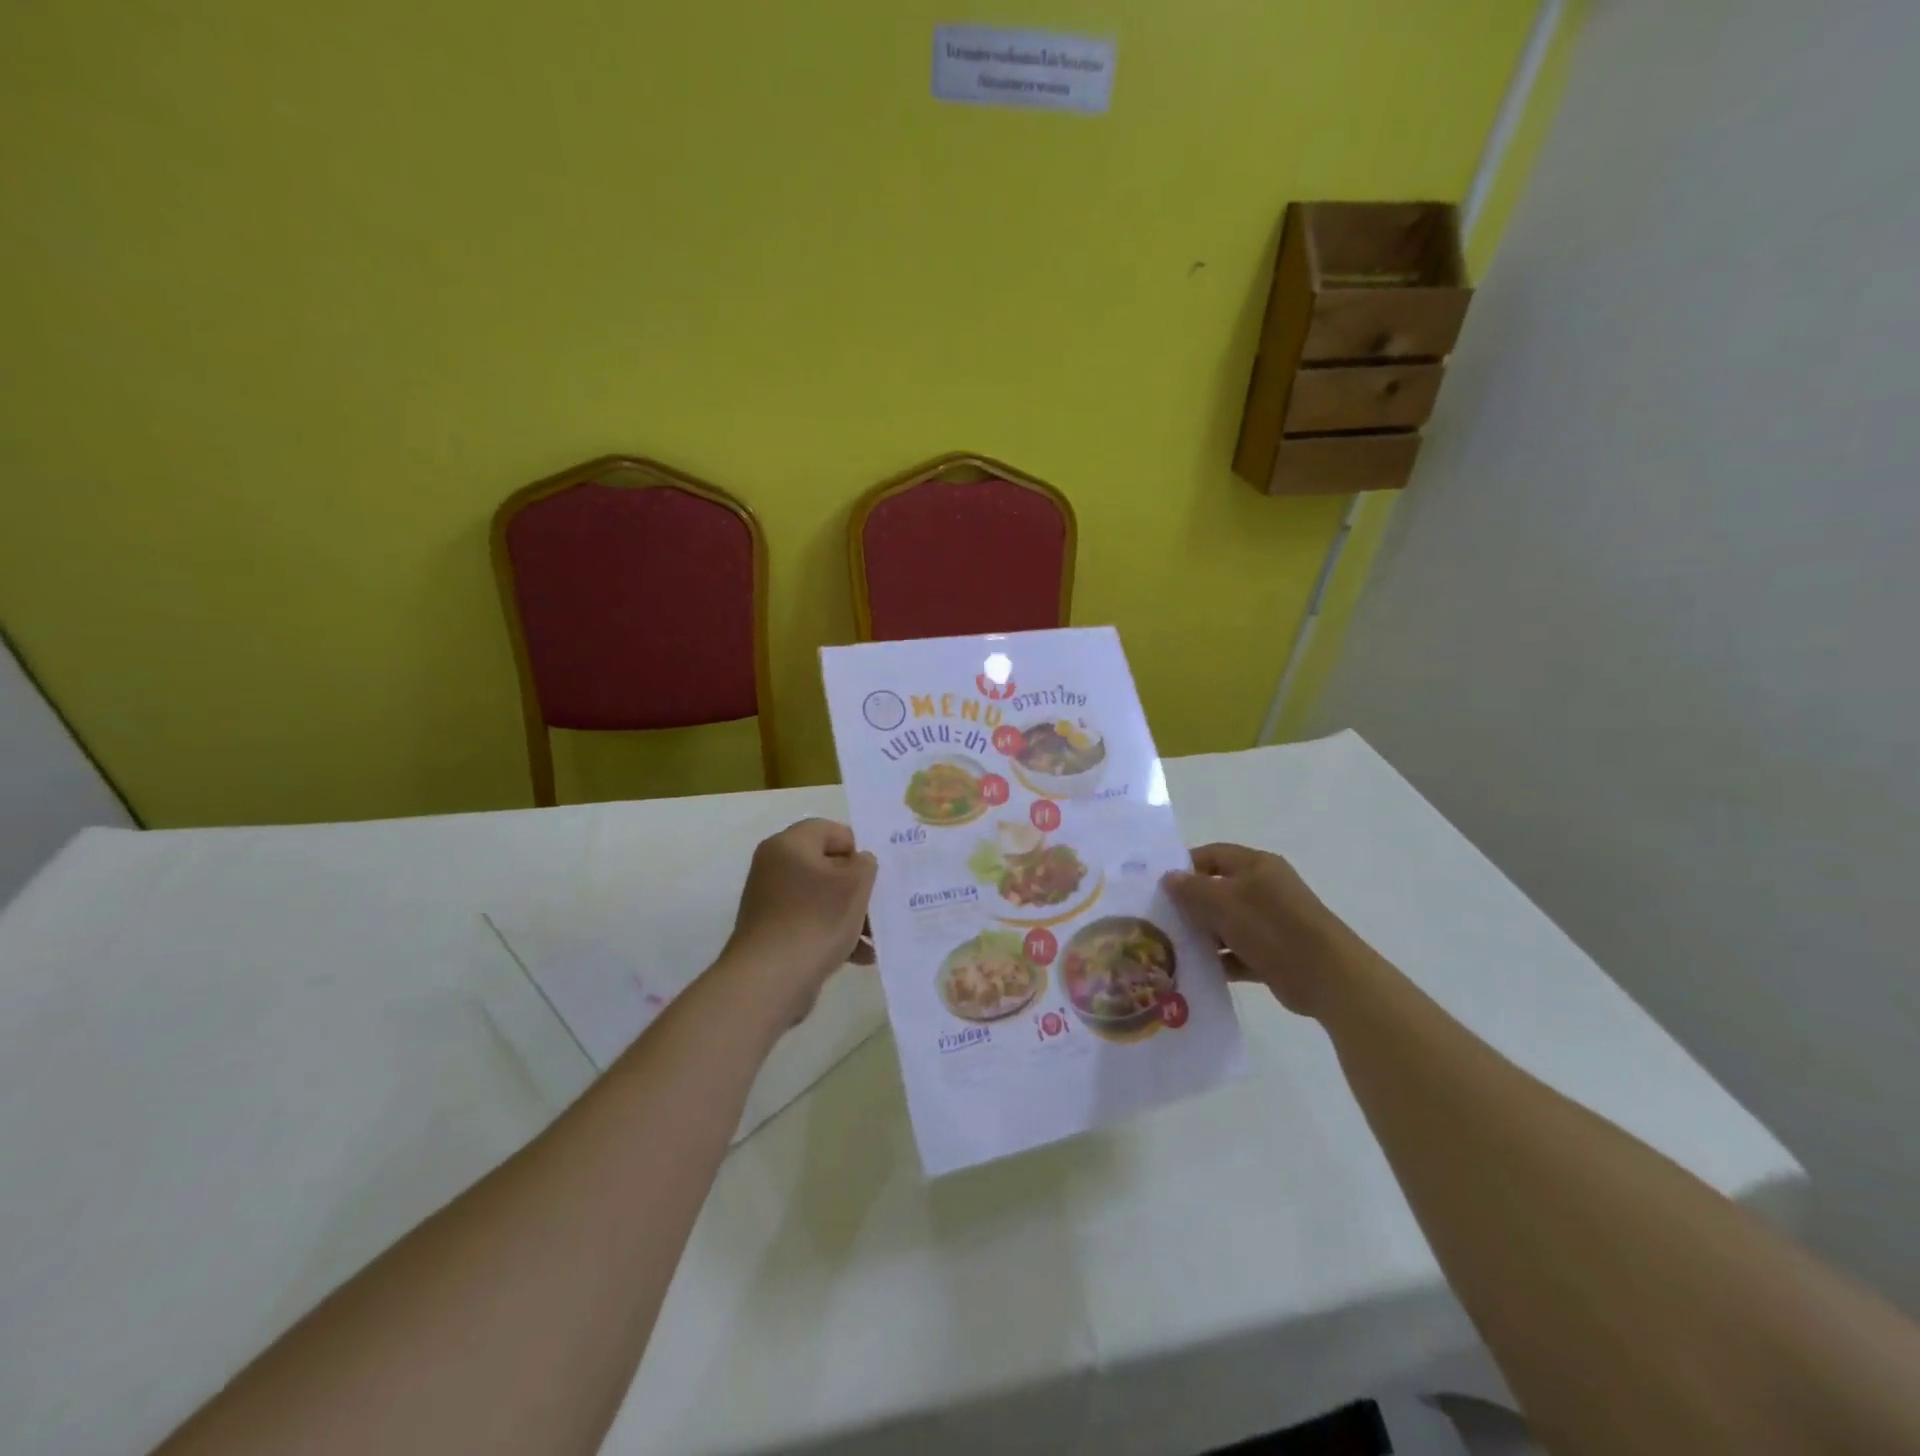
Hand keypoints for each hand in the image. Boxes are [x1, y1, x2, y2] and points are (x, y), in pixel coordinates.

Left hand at [721, 819, 877, 1022]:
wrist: (769, 980)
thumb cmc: (816, 919)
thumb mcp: (855, 884)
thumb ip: (865, 864)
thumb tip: (858, 863)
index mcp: (789, 845)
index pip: (830, 830)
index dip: (857, 848)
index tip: (876, 874)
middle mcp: (774, 867)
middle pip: (827, 866)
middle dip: (857, 887)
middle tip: (880, 905)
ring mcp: (771, 902)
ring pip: (821, 898)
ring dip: (850, 915)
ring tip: (875, 938)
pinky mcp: (772, 933)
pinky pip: (811, 923)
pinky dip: (834, 934)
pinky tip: (860, 956)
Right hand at [1162, 843, 1364, 1017]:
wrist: (1328, 977)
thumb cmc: (1272, 928)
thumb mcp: (1224, 903)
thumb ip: (1192, 889)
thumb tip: (1169, 877)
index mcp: (1256, 866)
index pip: (1212, 855)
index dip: (1185, 866)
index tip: (1158, 885)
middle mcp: (1264, 889)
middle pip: (1217, 889)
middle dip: (1189, 904)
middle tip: (1158, 918)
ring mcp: (1270, 923)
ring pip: (1226, 923)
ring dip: (1202, 935)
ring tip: (1170, 947)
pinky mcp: (1274, 954)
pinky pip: (1238, 952)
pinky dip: (1220, 960)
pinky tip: (1195, 971)